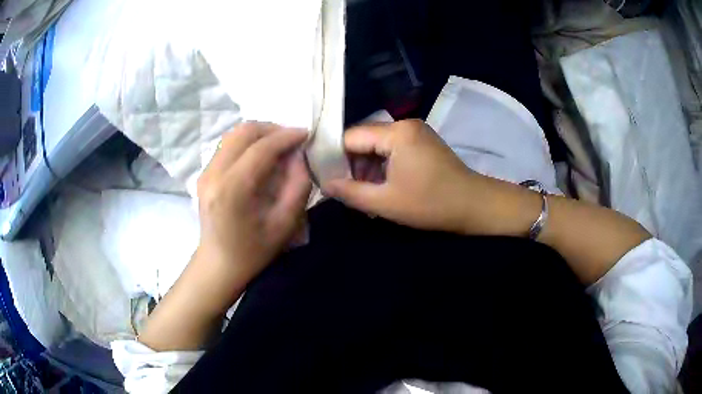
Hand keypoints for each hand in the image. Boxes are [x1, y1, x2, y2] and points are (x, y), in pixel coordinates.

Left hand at [197, 122, 311, 284]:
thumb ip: (298, 185)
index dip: (286, 136)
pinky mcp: (204, 173)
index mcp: (233, 189)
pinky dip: (248, 143)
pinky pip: (227, 145)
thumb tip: (299, 155)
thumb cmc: (254, 251)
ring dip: (259, 134)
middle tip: (292, 140)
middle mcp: (214, 174)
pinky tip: (260, 157)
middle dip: (272, 129)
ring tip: (278, 146)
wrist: (219, 264)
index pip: (261, 148)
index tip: (306, 134)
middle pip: (243, 132)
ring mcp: (205, 172)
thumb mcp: (285, 224)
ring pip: (234, 135)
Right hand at [326, 120, 488, 234]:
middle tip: (346, 189)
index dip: (335, 158)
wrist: (473, 205)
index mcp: (396, 133)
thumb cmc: (430, 204)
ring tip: (364, 192)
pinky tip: (381, 186)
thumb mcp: (385, 202)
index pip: (351, 137)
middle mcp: (404, 124)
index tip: (327, 178)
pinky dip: (383, 166)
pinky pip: (392, 149)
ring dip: (367, 167)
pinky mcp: (422, 142)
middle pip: (364, 139)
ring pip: (378, 145)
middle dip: (352, 164)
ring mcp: (416, 132)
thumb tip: (325, 184)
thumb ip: (350, 192)